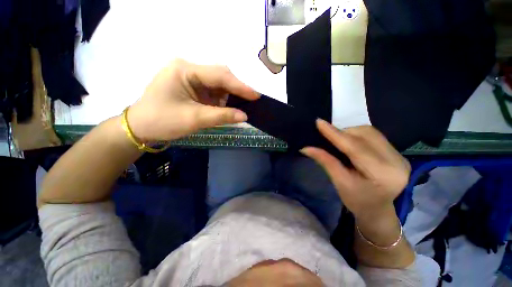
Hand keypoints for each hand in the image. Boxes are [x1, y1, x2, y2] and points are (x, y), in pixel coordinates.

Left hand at [127, 59, 258, 141]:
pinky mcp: (192, 87)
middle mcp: (188, 69)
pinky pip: (212, 91)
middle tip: (251, 101)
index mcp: (185, 70)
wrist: (141, 128)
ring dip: (229, 97)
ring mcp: (190, 77)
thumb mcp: (195, 119)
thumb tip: (244, 116)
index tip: (256, 95)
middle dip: (235, 90)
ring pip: (218, 85)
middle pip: (220, 77)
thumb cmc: (163, 121)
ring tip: (240, 107)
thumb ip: (222, 116)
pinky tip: (227, 107)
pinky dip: (221, 101)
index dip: (240, 86)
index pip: (219, 75)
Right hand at [301, 120, 410, 221]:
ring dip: (350, 132)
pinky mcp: (396, 153)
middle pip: (365, 135)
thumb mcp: (339, 182)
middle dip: (342, 132)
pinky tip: (350, 141)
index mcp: (382, 174)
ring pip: (370, 132)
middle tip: (326, 134)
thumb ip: (325, 161)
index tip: (319, 122)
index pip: (355, 147)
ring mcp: (399, 155)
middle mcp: (396, 161)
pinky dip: (357, 135)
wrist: (377, 210)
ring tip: (337, 139)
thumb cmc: (357, 201)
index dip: (335, 133)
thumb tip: (306, 148)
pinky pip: (374, 135)